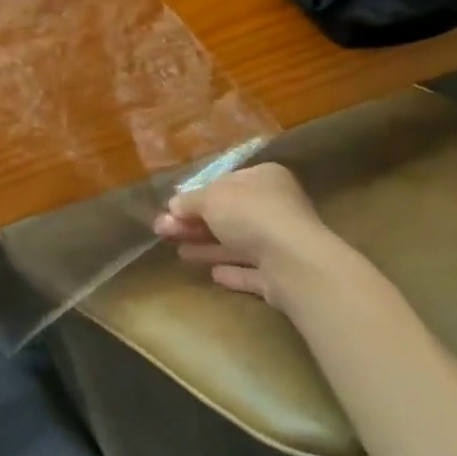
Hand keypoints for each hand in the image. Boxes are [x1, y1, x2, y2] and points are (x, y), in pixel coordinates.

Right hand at [153, 161, 339, 303]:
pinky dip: (232, 271)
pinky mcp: (283, 277)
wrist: (292, 262)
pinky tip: (213, 274)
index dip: (198, 195)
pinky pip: (252, 271)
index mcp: (265, 179)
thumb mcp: (211, 198)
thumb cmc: (250, 214)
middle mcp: (277, 208)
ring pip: (238, 244)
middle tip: (164, 231)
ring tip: (178, 252)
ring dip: (208, 247)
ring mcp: (282, 244)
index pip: (227, 183)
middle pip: (229, 215)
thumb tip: (173, 206)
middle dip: (195, 224)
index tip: (173, 207)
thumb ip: (190, 201)